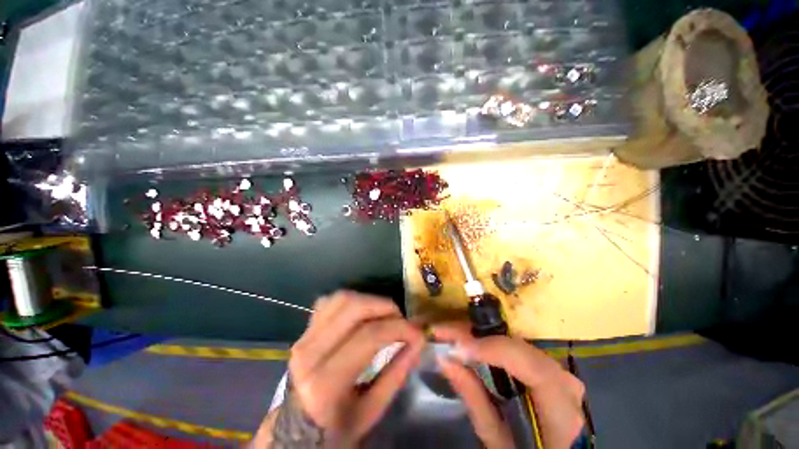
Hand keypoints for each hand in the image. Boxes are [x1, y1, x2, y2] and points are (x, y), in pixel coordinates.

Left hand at [289, 291, 424, 442]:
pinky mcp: (304, 329)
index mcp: (325, 383)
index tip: (417, 332)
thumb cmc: (336, 427)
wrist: (296, 427)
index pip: (369, 336)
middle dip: (385, 307)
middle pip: (354, 307)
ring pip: (342, 298)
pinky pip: (330, 301)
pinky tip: (363, 313)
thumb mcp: (372, 410)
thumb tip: (418, 340)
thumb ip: (397, 373)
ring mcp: (304, 337)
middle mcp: (310, 352)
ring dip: (370, 300)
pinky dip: (352, 300)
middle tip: (401, 319)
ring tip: (385, 315)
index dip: (399, 327)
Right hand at [433, 323, 584, 448]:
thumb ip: (475, 400)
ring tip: (453, 336)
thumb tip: (445, 360)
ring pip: (515, 342)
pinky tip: (472, 344)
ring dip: (482, 337)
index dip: (493, 350)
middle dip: (478, 336)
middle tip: (445, 333)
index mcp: (564, 415)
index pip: (532, 368)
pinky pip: (516, 348)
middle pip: (519, 347)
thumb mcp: (498, 442)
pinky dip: (492, 344)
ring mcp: (561, 372)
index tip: (457, 347)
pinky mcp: (550, 367)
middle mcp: (567, 384)